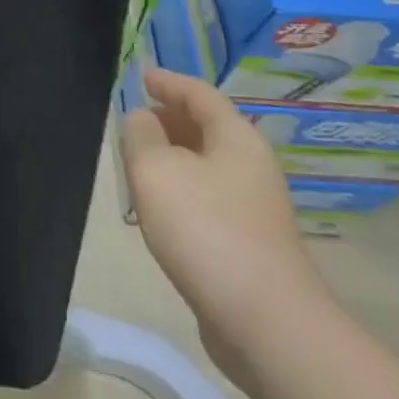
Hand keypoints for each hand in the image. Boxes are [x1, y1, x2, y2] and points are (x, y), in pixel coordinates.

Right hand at [121, 68, 330, 373]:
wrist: (265, 322)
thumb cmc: (206, 230)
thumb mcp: (156, 170)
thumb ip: (140, 135)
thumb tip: (142, 121)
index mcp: (236, 138)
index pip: (199, 94)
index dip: (168, 81)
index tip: (142, 76)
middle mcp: (252, 165)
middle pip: (206, 128)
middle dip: (169, 119)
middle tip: (133, 121)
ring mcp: (255, 207)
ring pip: (206, 165)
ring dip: (172, 158)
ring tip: (138, 162)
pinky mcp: (250, 243)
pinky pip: (208, 198)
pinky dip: (182, 190)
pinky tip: (159, 210)